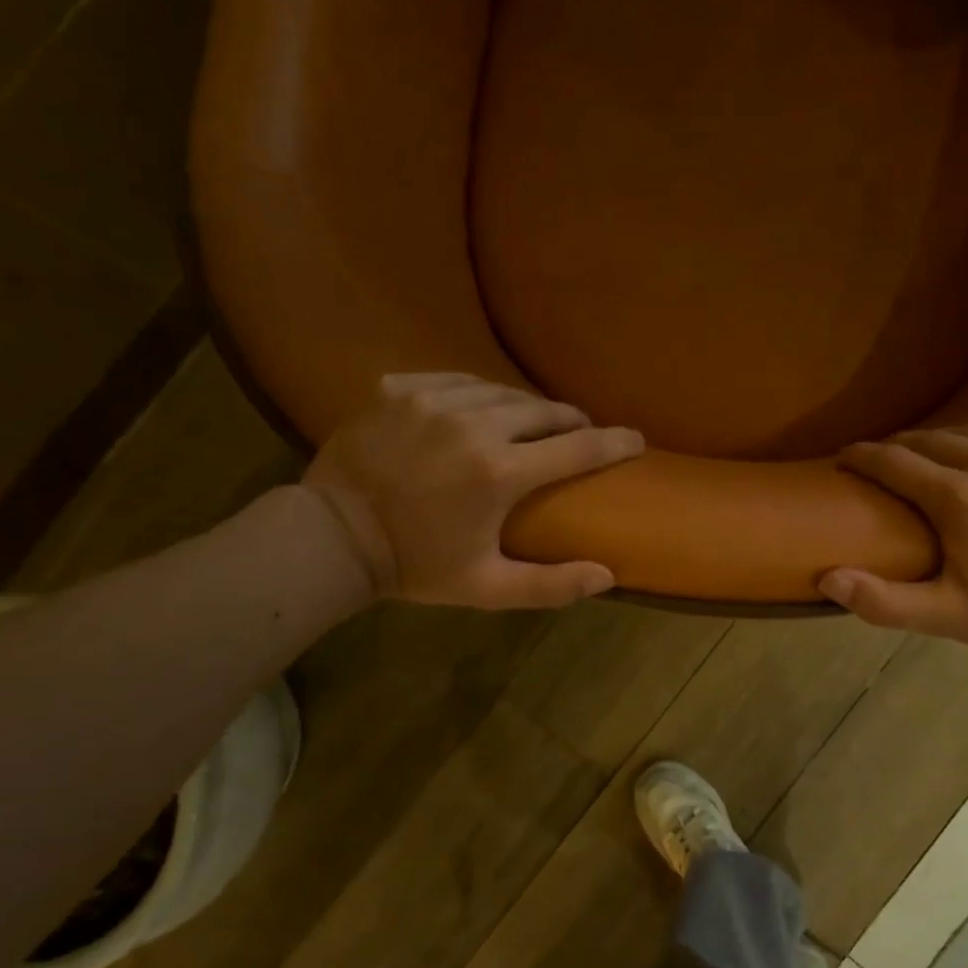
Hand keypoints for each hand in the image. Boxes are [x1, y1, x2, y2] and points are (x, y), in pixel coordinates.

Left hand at [302, 373, 643, 607]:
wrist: (331, 538)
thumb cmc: (416, 566)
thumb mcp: (487, 588)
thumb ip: (550, 585)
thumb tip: (608, 576)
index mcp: (500, 473)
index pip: (579, 447)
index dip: (615, 442)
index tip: (636, 439)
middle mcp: (473, 425)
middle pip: (543, 411)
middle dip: (570, 421)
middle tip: (581, 432)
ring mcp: (431, 400)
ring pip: (501, 391)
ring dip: (525, 407)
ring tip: (533, 422)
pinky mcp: (398, 389)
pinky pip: (454, 379)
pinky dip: (476, 393)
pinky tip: (478, 408)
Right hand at [819, 421, 967, 651]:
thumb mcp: (943, 616)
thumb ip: (882, 600)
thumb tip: (827, 577)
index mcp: (960, 498)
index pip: (893, 461)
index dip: (862, 456)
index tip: (844, 458)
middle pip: (930, 439)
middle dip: (899, 450)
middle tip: (885, 465)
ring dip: (944, 444)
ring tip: (932, 462)